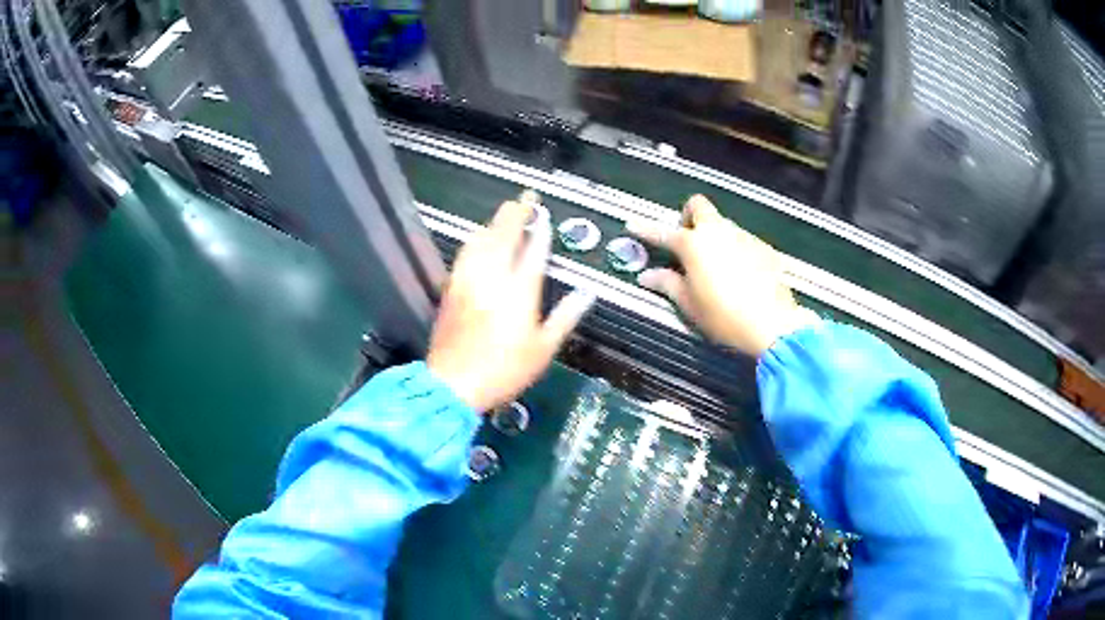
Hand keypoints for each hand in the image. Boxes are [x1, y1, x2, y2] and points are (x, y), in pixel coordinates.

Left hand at [428, 194, 594, 412]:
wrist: (453, 383)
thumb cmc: (504, 370)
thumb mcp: (543, 349)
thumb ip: (566, 317)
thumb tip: (587, 293)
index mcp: (519, 291)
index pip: (533, 251)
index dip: (540, 231)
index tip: (545, 215)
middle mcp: (492, 277)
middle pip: (504, 235)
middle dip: (516, 213)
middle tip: (525, 198)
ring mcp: (468, 280)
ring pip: (481, 240)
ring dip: (494, 223)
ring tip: (505, 214)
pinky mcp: (452, 288)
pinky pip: (465, 253)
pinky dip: (476, 239)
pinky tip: (479, 239)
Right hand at [628, 195, 818, 356]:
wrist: (772, 324)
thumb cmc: (723, 316)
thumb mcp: (689, 304)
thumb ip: (667, 284)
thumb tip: (647, 275)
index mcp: (693, 245)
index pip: (663, 233)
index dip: (645, 230)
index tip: (632, 225)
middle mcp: (718, 232)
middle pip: (698, 206)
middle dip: (688, 217)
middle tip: (687, 242)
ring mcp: (744, 236)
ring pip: (722, 224)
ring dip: (713, 236)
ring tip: (715, 267)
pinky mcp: (764, 247)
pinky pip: (742, 240)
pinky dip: (734, 250)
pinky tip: (740, 276)